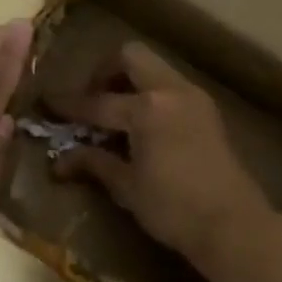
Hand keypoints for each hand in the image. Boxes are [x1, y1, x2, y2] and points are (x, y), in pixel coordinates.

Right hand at [47, 42, 270, 267]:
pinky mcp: (206, 109)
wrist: (233, 224)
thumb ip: (95, 163)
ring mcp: (193, 96)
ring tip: (115, 114)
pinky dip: (151, 94)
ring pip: (154, 68)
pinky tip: (142, 125)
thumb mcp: (127, 187)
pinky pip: (170, 86)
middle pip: (130, 56)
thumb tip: (59, 160)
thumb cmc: (173, 209)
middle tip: (92, 100)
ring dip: (130, 80)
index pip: (98, 101)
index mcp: (147, 108)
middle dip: (104, 72)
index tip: (48, 103)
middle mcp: (170, 90)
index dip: (69, 105)